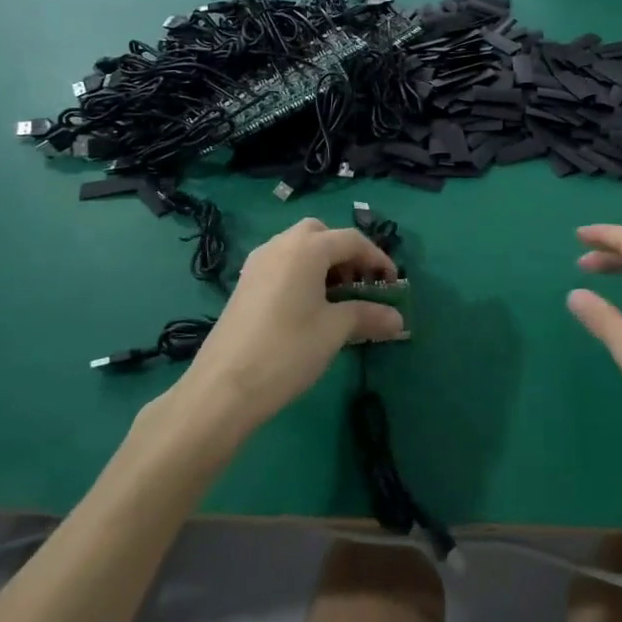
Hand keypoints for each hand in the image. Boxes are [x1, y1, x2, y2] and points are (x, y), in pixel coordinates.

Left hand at [183, 218, 405, 432]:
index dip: (377, 259)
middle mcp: (280, 245)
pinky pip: (281, 264)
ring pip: (297, 247)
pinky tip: (307, 308)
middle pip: (321, 234)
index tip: (393, 284)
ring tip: (336, 298)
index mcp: (306, 248)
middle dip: (345, 253)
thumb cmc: (288, 350)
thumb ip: (369, 316)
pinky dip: (301, 273)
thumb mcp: (335, 331)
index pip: (352, 240)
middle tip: (359, 284)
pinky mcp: (244, 284)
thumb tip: (398, 319)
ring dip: (322, 263)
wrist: (223, 388)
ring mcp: (257, 263)